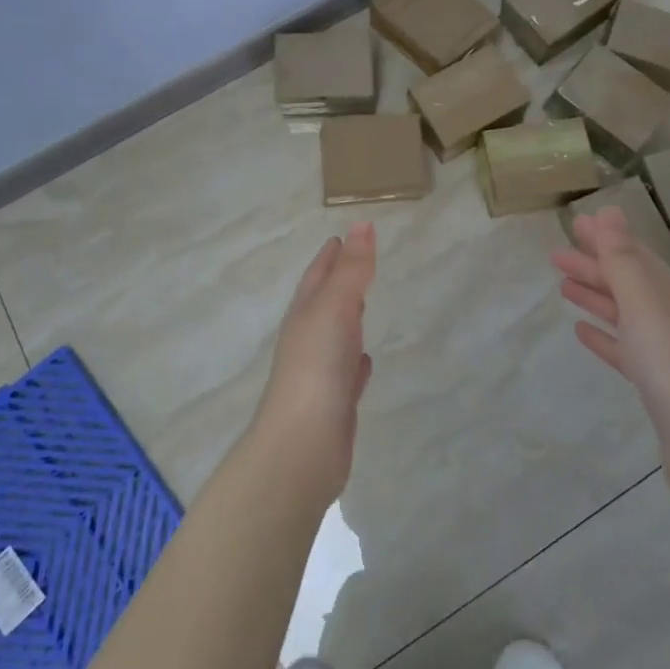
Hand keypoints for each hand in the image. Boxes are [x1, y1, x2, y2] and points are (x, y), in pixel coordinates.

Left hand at [254, 222, 377, 498]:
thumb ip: (351, 268)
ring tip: (363, 305)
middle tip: (357, 264)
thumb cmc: (317, 366)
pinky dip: (357, 361)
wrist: (303, 445)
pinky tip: (367, 361)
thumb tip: (361, 223)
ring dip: (347, 319)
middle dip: (338, 282)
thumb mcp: (335, 307)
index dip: (330, 255)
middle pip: (324, 302)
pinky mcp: (334, 404)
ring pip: (336, 336)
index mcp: (304, 314)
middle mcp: (308, 339)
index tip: (342, 237)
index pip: (318, 275)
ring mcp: (320, 373)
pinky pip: (348, 373)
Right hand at [550, 207, 669, 444]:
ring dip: (596, 297)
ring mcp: (667, 354)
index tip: (575, 223)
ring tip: (563, 287)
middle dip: (594, 265)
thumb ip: (623, 258)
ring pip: (625, 315)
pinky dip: (603, 336)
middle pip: (628, 283)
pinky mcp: (659, 387)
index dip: (606, 237)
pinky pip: (625, 349)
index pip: (635, 255)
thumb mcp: (643, 303)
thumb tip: (610, 211)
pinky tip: (581, 332)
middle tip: (555, 255)